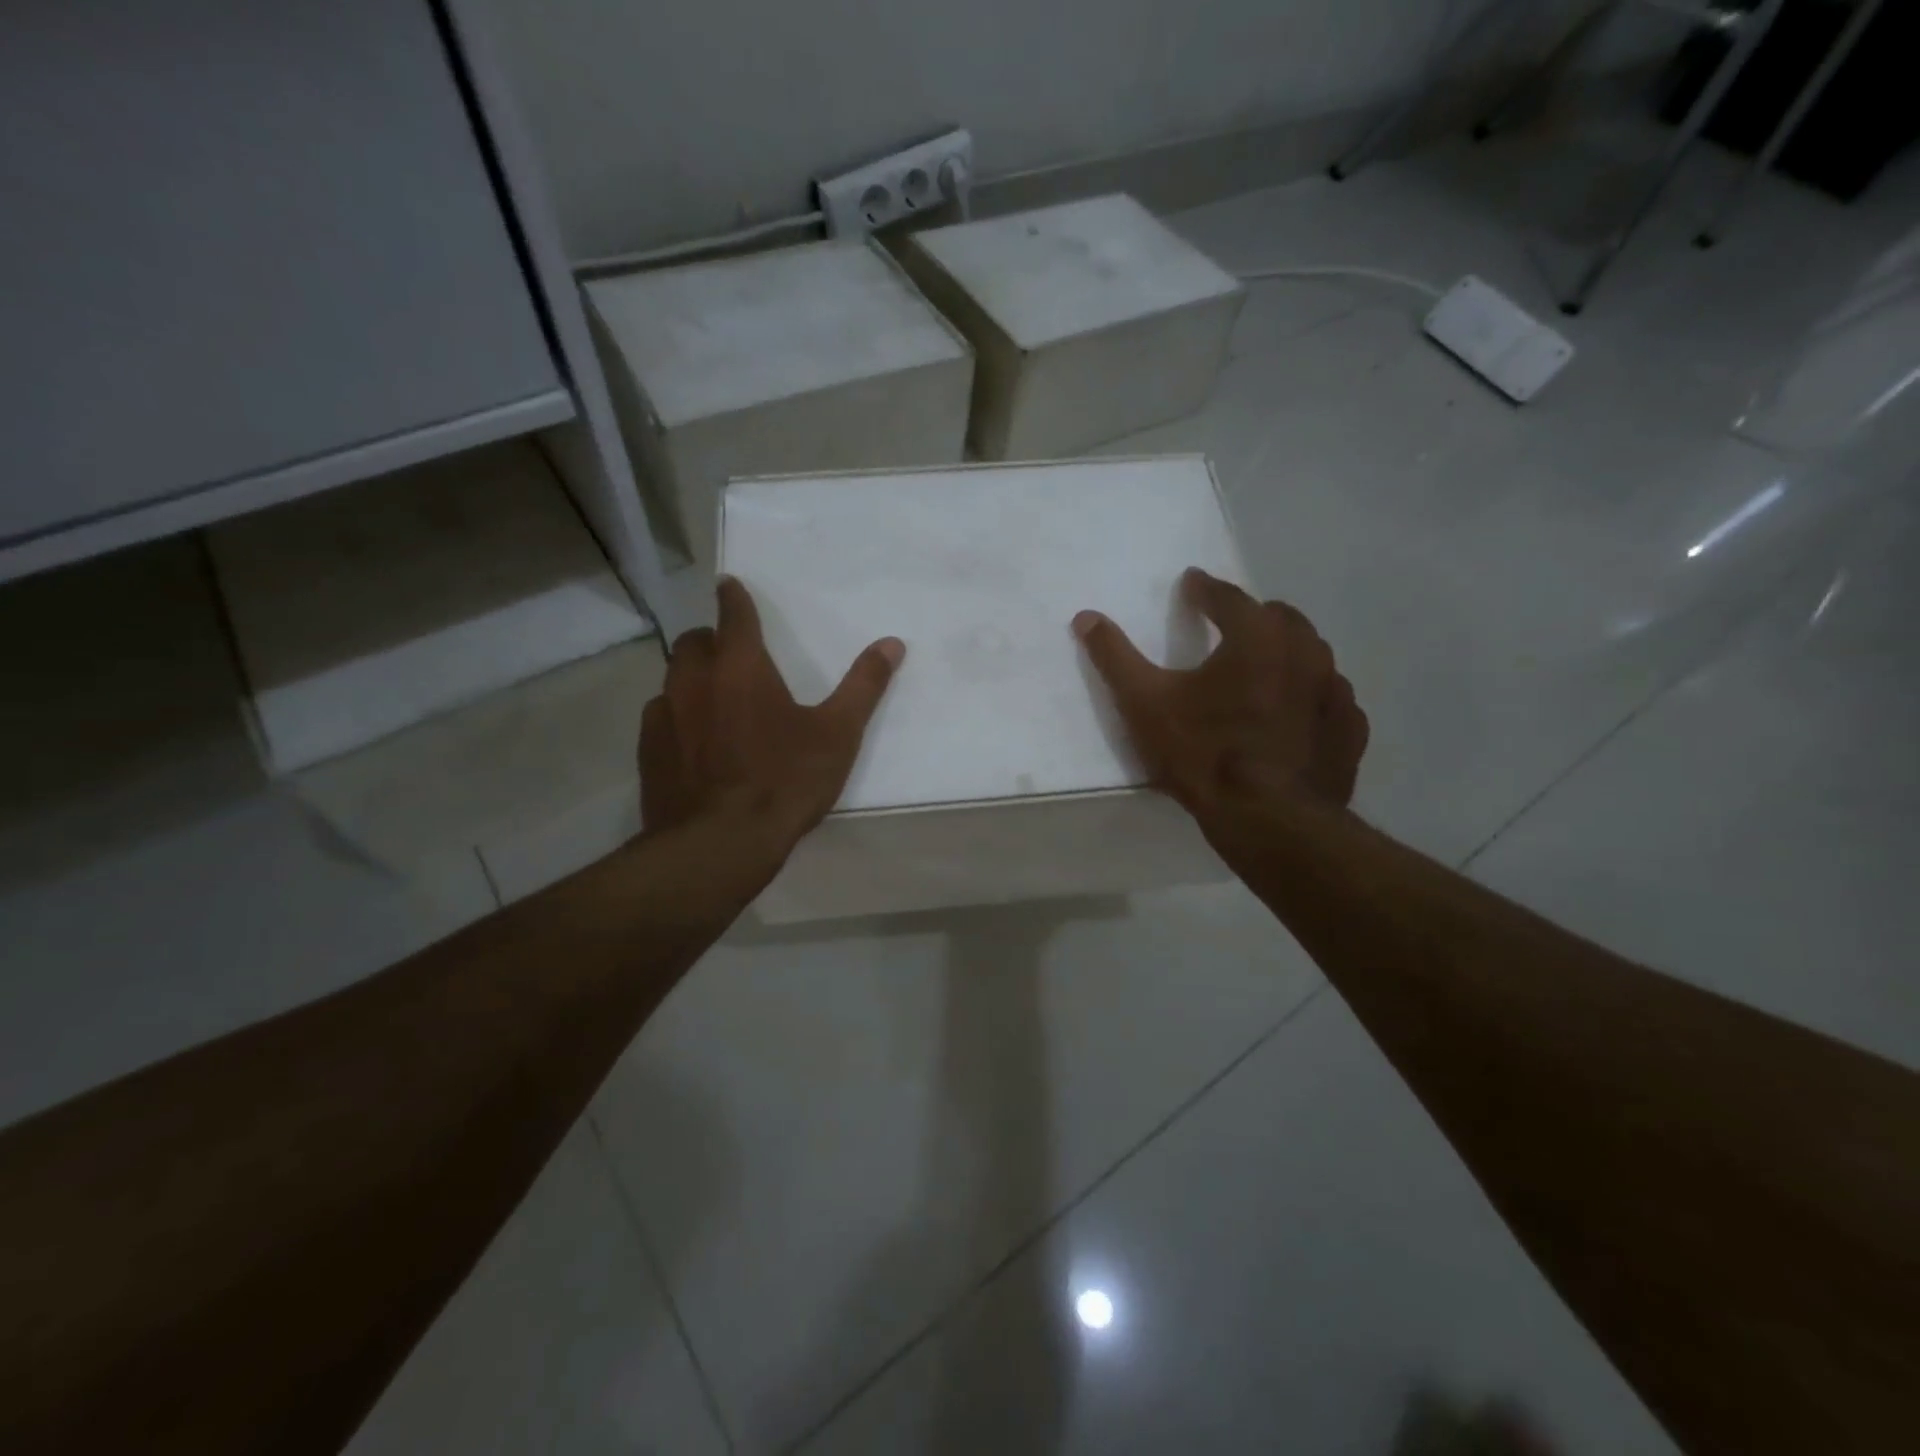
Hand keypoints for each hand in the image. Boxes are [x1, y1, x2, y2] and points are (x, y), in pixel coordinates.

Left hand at [640, 578, 904, 847]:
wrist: (720, 844)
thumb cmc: (785, 781)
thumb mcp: (838, 735)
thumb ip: (864, 686)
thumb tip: (892, 643)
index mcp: (741, 668)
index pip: (733, 615)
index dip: (733, 597)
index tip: (728, 584)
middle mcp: (694, 681)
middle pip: (693, 642)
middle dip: (710, 640)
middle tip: (730, 655)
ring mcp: (665, 716)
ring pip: (672, 679)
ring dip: (691, 678)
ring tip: (712, 699)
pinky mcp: (648, 751)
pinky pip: (659, 717)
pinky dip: (676, 716)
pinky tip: (692, 742)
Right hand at [1073, 568, 1367, 819]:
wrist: (1269, 821)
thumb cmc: (1203, 754)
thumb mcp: (1146, 705)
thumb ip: (1115, 657)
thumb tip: (1086, 617)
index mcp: (1257, 637)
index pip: (1229, 597)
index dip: (1205, 590)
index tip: (1192, 584)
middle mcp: (1306, 652)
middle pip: (1280, 618)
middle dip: (1253, 616)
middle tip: (1229, 628)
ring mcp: (1335, 691)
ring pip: (1311, 655)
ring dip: (1286, 653)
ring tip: (1262, 671)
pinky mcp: (1349, 729)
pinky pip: (1330, 697)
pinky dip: (1310, 695)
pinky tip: (1294, 715)